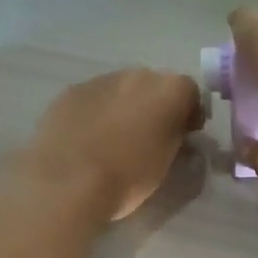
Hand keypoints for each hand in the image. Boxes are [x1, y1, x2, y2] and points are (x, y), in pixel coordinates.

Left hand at [16, 67, 203, 222]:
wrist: (67, 182)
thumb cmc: (127, 178)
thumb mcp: (167, 164)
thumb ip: (175, 140)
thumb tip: (175, 135)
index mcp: (169, 91)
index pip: (191, 93)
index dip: (189, 114)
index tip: (184, 137)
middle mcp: (137, 75)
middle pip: (154, 85)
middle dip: (155, 106)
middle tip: (148, 137)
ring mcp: (100, 80)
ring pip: (120, 89)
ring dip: (123, 107)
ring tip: (113, 140)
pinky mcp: (70, 92)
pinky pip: (92, 98)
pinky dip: (95, 113)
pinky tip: (87, 139)